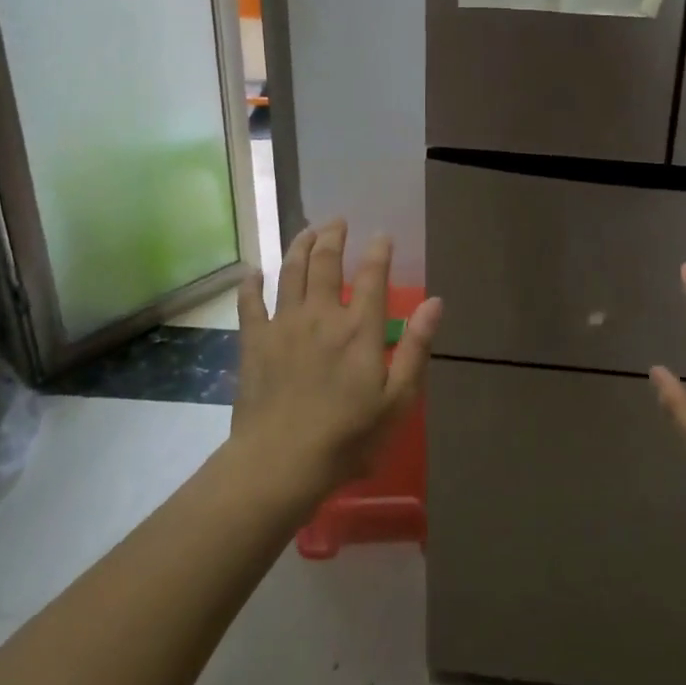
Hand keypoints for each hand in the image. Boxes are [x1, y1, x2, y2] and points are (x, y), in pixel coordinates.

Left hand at [233, 220, 441, 498]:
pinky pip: (250, 303)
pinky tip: (254, 272)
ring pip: (290, 272)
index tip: (382, 235)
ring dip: (299, 246)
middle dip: (333, 236)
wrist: (279, 463)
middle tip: (338, 221)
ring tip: (307, 231)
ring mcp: (284, 325)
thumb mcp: (397, 400)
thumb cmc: (347, 437)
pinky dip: (252, 283)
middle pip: (326, 262)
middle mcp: (322, 315)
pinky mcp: (254, 342)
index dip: (378, 251)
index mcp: (359, 329)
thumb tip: (435, 302)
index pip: (373, 276)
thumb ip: (416, 348)